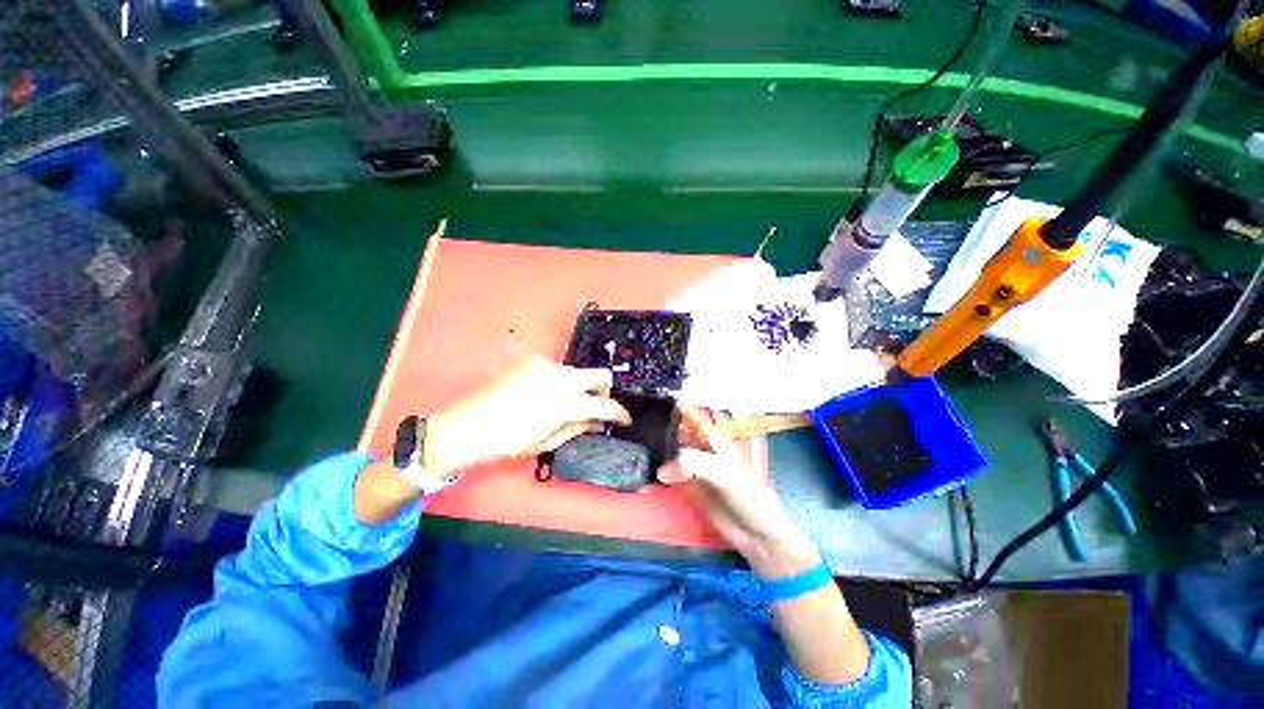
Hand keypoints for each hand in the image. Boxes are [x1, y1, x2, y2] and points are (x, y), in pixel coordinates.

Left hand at [425, 356, 631, 476]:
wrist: (469, 426)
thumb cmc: (510, 442)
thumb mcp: (548, 441)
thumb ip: (579, 427)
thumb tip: (599, 422)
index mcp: (567, 402)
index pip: (607, 404)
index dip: (620, 413)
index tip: (625, 418)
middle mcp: (562, 378)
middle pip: (601, 374)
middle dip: (606, 391)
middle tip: (598, 406)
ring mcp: (547, 366)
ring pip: (579, 372)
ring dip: (582, 386)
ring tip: (567, 404)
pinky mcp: (534, 361)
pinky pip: (558, 369)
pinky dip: (561, 381)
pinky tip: (546, 394)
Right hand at [658, 405, 820, 577]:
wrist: (757, 532)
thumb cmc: (747, 495)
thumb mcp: (723, 473)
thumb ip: (694, 464)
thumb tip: (662, 470)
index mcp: (716, 441)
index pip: (697, 417)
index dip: (683, 407)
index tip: (664, 397)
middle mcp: (705, 451)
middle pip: (684, 432)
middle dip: (667, 425)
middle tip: (643, 420)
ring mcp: (697, 470)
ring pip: (676, 453)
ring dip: (661, 449)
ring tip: (640, 443)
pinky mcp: (691, 489)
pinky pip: (673, 476)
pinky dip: (662, 472)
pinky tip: (649, 471)